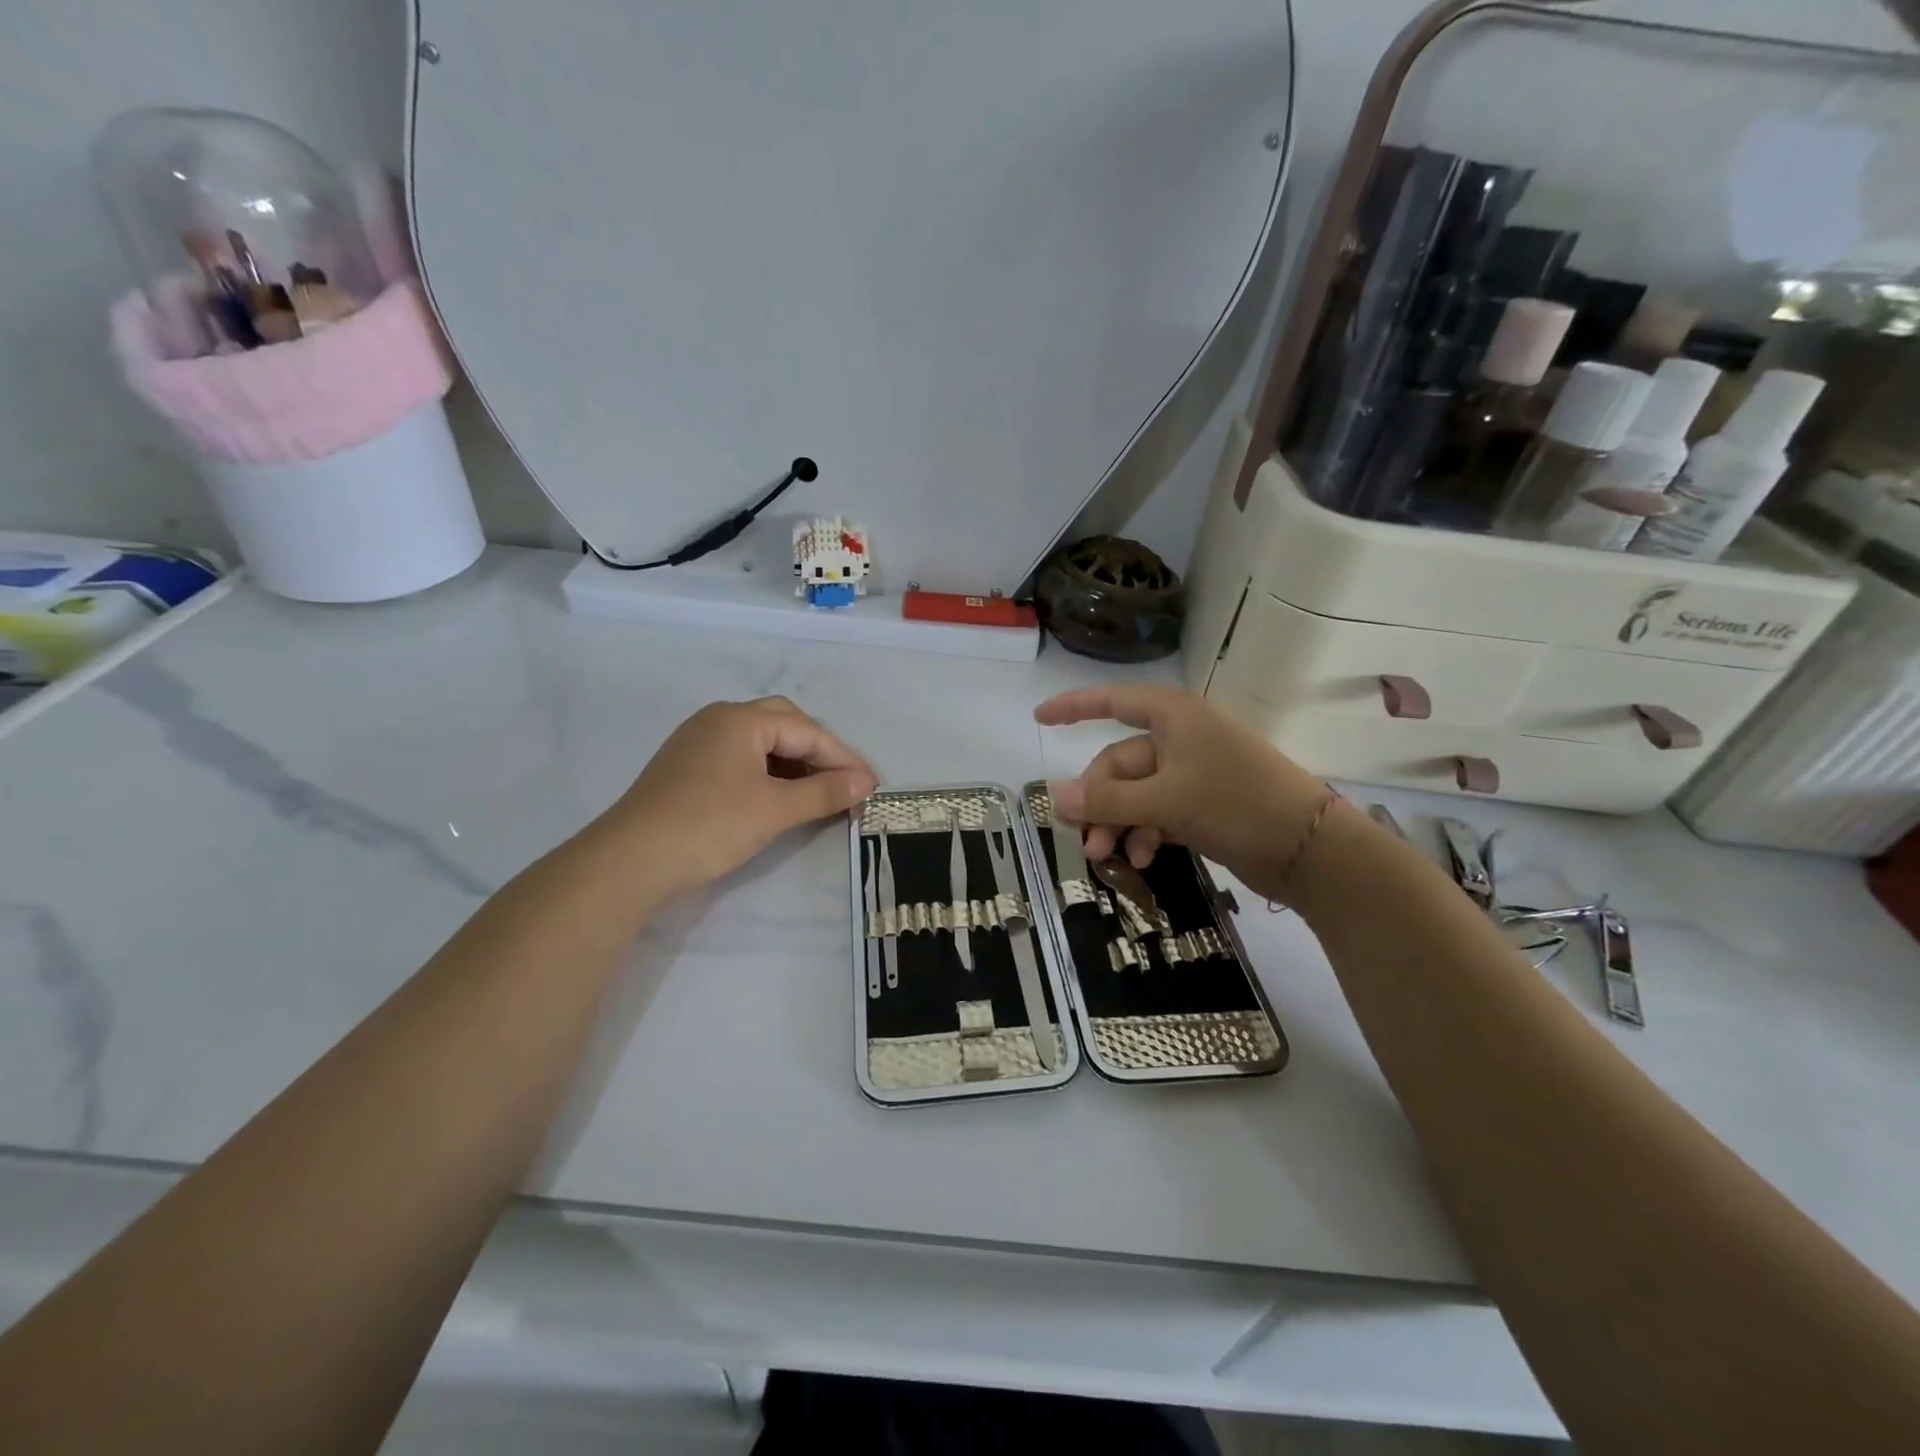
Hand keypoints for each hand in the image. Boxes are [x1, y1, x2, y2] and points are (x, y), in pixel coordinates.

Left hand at [599, 697, 876, 899]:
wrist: (630, 861)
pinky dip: (767, 772)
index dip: (843, 758)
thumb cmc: (710, 826)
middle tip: (843, 782)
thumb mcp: (775, 810)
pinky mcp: (686, 767)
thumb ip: (824, 793)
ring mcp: (698, 741)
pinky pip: (740, 757)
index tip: (871, 786)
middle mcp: (718, 719)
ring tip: (817, 792)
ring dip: (793, 762)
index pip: (807, 731)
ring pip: (760, 741)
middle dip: (818, 752)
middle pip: (784, 724)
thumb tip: (865, 783)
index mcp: (741, 719)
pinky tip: (777, 796)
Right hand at [1035, 684, 1329, 900]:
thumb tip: (1055, 795)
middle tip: (1087, 842)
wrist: (1310, 849)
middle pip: (1121, 762)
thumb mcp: (1166, 801)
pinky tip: (1142, 859)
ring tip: (1109, 858)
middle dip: (1100, 801)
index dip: (1074, 707)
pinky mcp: (1205, 803)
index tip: (1039, 719)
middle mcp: (1182, 738)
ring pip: (1137, 792)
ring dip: (1119, 822)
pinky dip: (1146, 832)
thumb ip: (1108, 799)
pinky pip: (1158, 810)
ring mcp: (1195, 771)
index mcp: (1175, 717)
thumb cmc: (1237, 803)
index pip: (1113, 701)